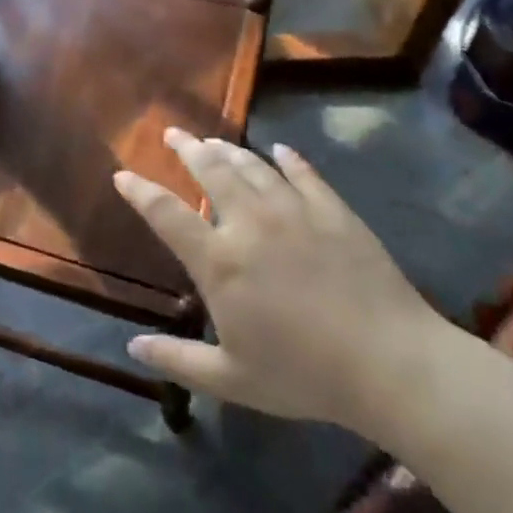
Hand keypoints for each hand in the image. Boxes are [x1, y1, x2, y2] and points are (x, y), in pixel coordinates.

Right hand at [114, 130, 448, 434]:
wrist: (391, 363)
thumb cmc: (304, 374)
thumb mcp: (232, 379)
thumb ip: (178, 360)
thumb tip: (132, 346)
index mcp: (219, 261)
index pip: (167, 214)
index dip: (140, 192)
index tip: (122, 174)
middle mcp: (250, 224)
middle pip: (211, 171)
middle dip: (187, 149)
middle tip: (173, 133)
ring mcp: (295, 212)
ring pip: (253, 167)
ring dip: (228, 149)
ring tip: (213, 138)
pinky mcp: (334, 212)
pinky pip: (304, 174)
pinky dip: (288, 159)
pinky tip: (279, 151)